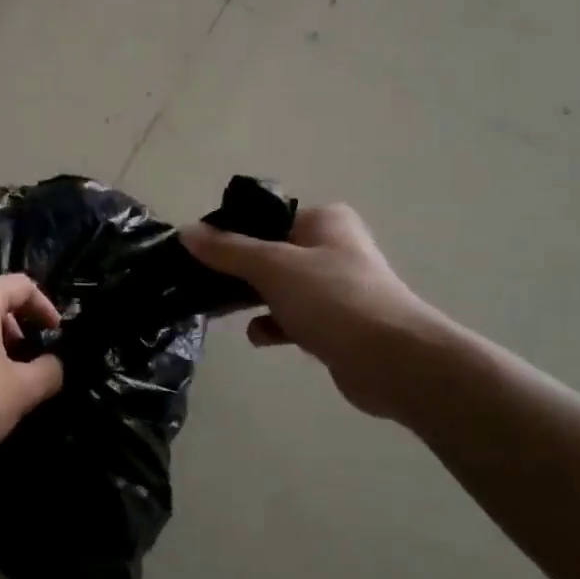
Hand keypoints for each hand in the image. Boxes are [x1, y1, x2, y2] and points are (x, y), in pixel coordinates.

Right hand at [181, 204, 449, 420]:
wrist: (392, 361)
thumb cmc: (333, 299)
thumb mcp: (273, 267)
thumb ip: (228, 250)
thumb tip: (186, 231)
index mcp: (324, 221)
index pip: (267, 217)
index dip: (232, 232)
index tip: (201, 252)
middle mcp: (332, 248)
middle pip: (271, 253)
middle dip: (238, 270)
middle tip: (202, 284)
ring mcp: (336, 288)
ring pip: (280, 288)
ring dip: (253, 299)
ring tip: (220, 310)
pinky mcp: (336, 325)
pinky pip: (294, 318)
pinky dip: (275, 325)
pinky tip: (260, 337)